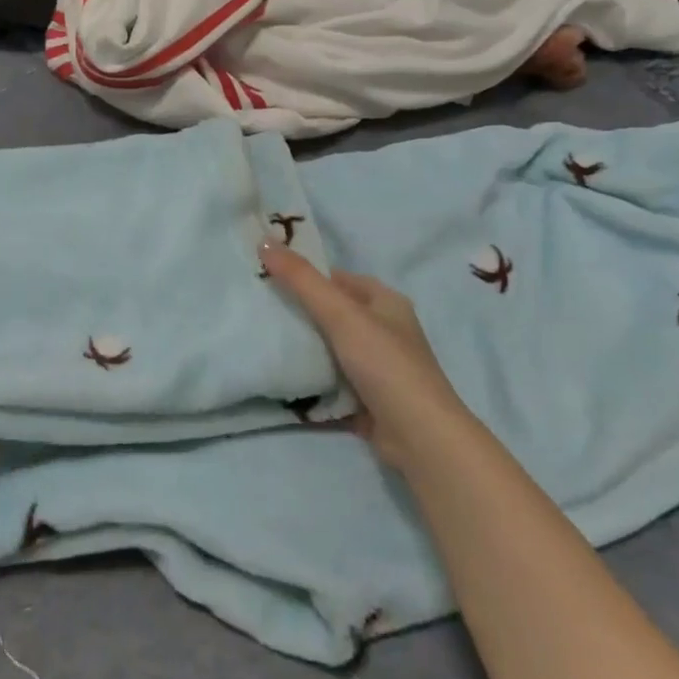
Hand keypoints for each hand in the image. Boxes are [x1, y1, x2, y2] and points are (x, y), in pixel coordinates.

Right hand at [260, 242, 471, 477]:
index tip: (266, 278)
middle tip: (259, 310)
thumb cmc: (384, 363)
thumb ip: (302, 279)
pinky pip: (330, 384)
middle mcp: (383, 331)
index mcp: (385, 302)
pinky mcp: (367, 401)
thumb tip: (263, 241)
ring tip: (262, 342)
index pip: (337, 279)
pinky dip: (310, 383)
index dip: (305, 276)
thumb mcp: (341, 313)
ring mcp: (376, 369)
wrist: (419, 437)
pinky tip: (281, 380)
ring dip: (302, 350)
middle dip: (298, 314)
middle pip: (332, 315)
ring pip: (329, 351)